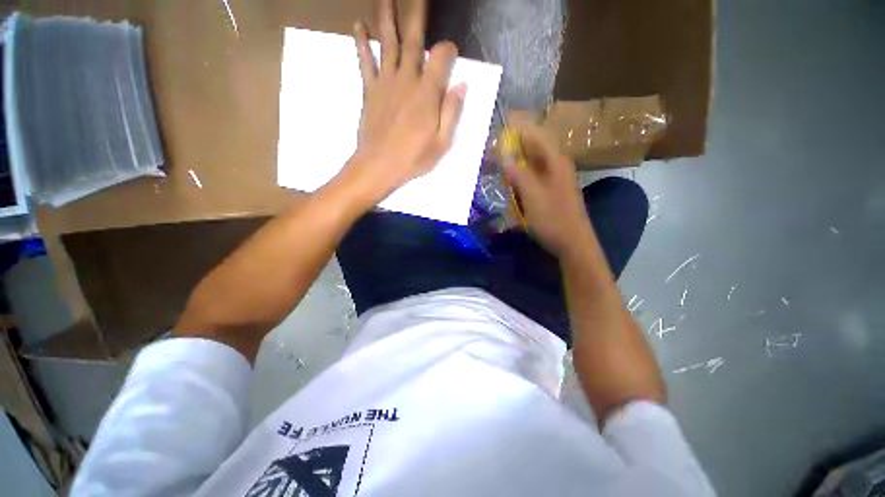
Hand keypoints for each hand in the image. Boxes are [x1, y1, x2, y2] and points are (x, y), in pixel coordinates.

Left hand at [342, 0, 466, 206]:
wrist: (378, 166)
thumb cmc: (413, 158)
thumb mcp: (441, 143)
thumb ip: (452, 112)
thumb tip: (461, 85)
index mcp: (427, 94)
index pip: (441, 56)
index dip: (448, 49)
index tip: (451, 54)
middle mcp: (406, 80)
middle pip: (412, 39)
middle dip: (416, 13)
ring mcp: (385, 82)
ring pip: (386, 42)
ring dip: (386, 16)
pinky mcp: (369, 90)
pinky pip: (365, 61)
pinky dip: (361, 43)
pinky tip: (358, 26)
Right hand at [502, 123, 592, 257]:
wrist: (573, 243)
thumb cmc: (553, 219)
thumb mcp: (532, 196)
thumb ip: (518, 174)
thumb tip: (505, 155)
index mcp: (555, 162)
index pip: (537, 135)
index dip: (520, 128)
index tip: (502, 125)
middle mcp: (557, 165)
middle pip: (536, 146)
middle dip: (517, 142)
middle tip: (497, 145)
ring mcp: (556, 178)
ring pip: (535, 161)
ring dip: (519, 158)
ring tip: (501, 159)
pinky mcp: (553, 190)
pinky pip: (535, 174)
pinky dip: (523, 173)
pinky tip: (513, 179)